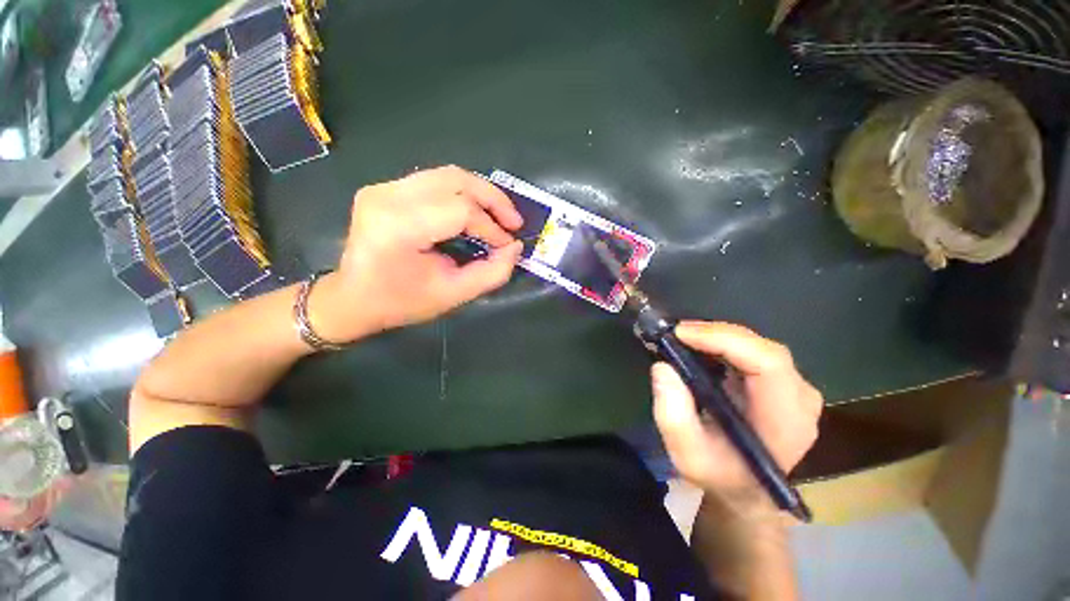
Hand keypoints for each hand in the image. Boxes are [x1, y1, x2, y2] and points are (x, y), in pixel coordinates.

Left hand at [309, 166, 524, 342]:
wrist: (353, 298)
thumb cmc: (402, 302)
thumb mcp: (453, 295)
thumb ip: (492, 273)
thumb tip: (515, 248)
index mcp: (398, 227)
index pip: (460, 211)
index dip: (491, 227)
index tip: (508, 245)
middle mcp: (387, 196)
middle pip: (456, 180)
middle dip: (493, 199)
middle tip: (514, 221)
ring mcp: (384, 187)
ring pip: (448, 175)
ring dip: (481, 193)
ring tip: (501, 215)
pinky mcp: (386, 187)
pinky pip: (436, 181)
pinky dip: (463, 193)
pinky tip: (476, 210)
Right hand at [651, 321, 821, 514]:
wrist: (745, 489)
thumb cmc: (719, 475)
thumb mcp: (687, 456)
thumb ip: (673, 416)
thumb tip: (662, 367)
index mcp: (787, 421)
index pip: (768, 363)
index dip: (725, 340)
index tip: (682, 333)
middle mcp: (800, 398)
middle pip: (762, 349)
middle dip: (716, 334)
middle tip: (676, 333)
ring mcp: (794, 389)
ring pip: (756, 346)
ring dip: (717, 337)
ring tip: (683, 338)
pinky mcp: (781, 383)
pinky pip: (751, 351)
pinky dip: (722, 344)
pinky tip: (699, 347)